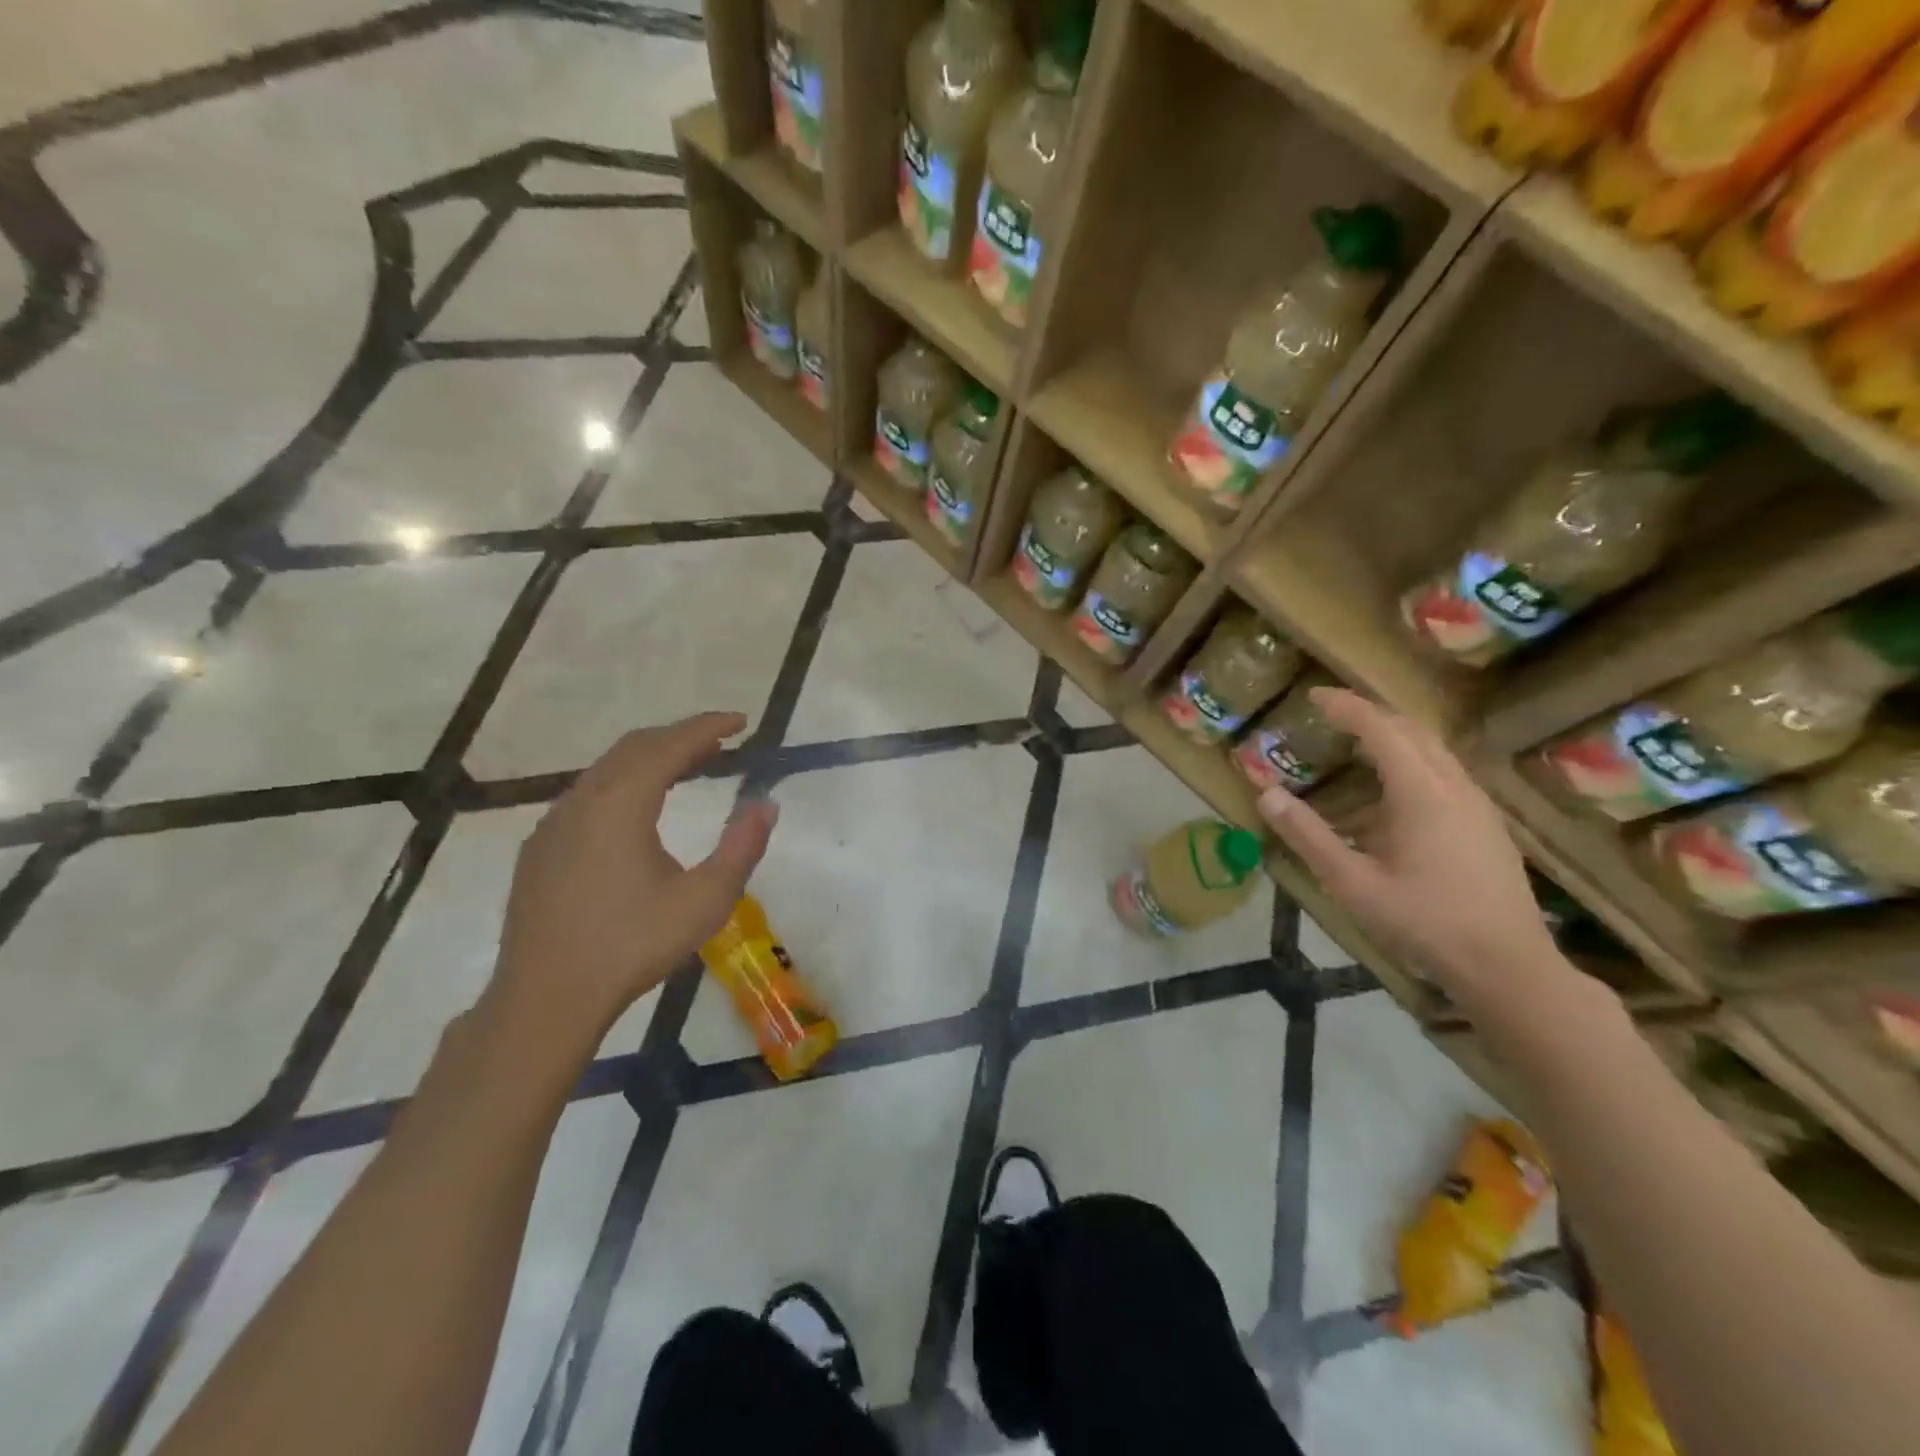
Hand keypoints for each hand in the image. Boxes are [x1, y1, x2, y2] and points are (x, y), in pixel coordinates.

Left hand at [488, 712, 776, 1054]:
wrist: (545, 998)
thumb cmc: (632, 946)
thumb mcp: (705, 900)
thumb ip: (741, 847)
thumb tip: (766, 804)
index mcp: (622, 803)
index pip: (670, 745)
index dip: (708, 727)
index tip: (742, 721)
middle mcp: (583, 799)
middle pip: (636, 747)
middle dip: (681, 737)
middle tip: (721, 744)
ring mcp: (554, 823)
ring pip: (608, 769)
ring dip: (651, 759)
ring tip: (688, 769)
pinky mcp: (540, 848)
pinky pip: (588, 794)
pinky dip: (624, 783)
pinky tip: (638, 812)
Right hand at [1255, 688, 1563, 1008]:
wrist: (1508, 966)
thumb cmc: (1424, 922)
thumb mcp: (1352, 882)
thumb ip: (1308, 835)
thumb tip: (1265, 794)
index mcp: (1422, 793)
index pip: (1381, 729)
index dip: (1346, 706)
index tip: (1314, 696)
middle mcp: (1454, 786)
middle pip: (1412, 730)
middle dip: (1370, 714)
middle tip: (1331, 714)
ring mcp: (1477, 804)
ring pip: (1434, 750)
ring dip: (1394, 736)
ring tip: (1356, 745)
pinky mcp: (1486, 824)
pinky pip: (1445, 772)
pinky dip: (1412, 761)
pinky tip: (1394, 792)